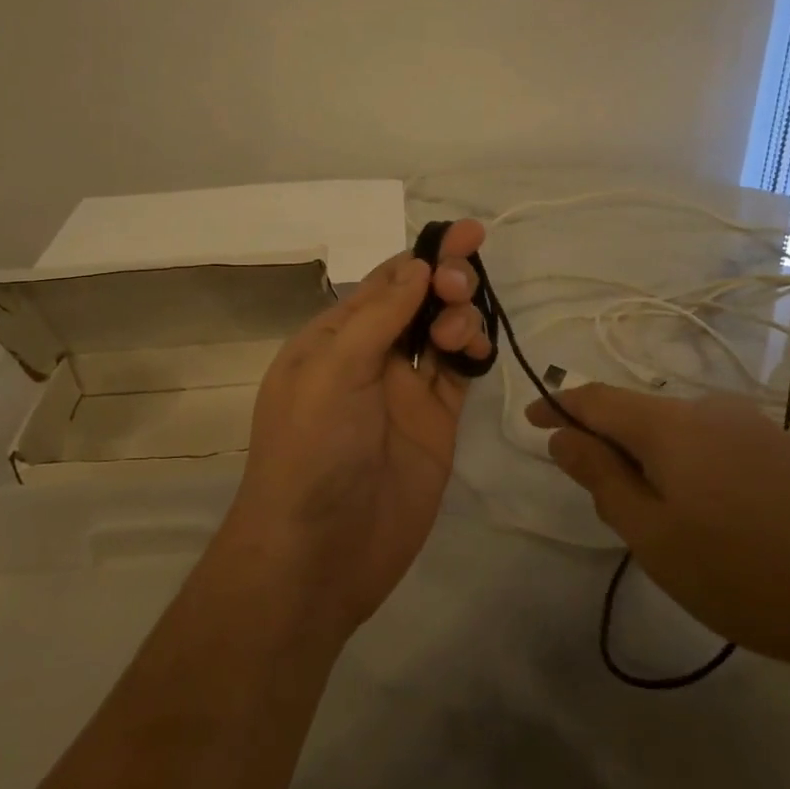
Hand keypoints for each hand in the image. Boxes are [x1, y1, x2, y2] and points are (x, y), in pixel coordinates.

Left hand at [226, 220, 493, 636]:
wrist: (318, 554)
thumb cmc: (312, 451)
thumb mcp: (332, 371)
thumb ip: (378, 317)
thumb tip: (416, 265)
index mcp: (333, 339)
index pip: (383, 283)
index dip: (422, 256)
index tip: (465, 233)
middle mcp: (369, 359)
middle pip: (418, 303)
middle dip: (445, 282)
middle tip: (461, 285)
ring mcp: (403, 394)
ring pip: (442, 335)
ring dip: (459, 317)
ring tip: (460, 332)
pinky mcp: (434, 426)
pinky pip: (458, 376)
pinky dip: (472, 355)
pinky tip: (477, 350)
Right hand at [527, 385, 789, 674]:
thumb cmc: (744, 573)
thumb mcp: (653, 536)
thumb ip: (602, 479)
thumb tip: (562, 437)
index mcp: (671, 425)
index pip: (596, 400)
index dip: (558, 406)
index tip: (530, 421)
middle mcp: (710, 410)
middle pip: (638, 415)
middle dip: (608, 445)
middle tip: (601, 500)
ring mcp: (753, 427)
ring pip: (678, 433)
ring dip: (651, 461)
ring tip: (660, 521)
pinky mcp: (784, 451)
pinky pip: (713, 446)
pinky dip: (688, 468)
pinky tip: (711, 517)